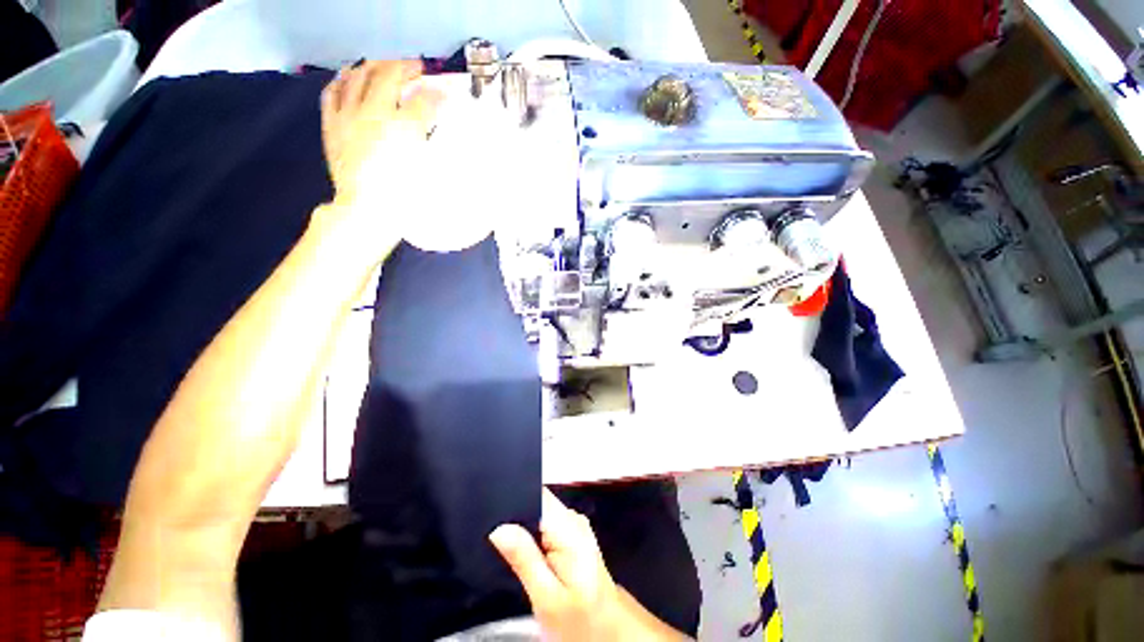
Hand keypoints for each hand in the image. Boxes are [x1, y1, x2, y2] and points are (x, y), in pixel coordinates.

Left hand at [320, 60, 442, 224]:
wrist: (367, 209)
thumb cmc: (405, 196)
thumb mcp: (426, 170)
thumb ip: (430, 138)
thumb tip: (433, 118)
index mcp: (404, 127)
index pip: (423, 101)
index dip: (436, 94)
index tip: (444, 94)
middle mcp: (375, 113)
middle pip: (389, 76)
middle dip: (404, 67)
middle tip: (415, 69)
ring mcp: (349, 116)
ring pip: (358, 76)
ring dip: (373, 66)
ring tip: (383, 66)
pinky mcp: (332, 125)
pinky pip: (332, 92)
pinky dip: (341, 80)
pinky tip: (348, 77)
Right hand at [490, 489, 689, 640]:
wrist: (608, 631)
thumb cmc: (579, 618)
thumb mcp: (546, 596)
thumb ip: (524, 558)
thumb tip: (499, 528)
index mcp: (569, 527)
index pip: (537, 494)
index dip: (514, 498)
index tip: (491, 513)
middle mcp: (572, 518)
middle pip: (537, 500)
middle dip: (515, 514)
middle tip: (493, 537)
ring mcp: (573, 525)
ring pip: (539, 511)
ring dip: (521, 524)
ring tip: (503, 544)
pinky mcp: (570, 534)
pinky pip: (544, 522)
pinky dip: (531, 533)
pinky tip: (522, 549)